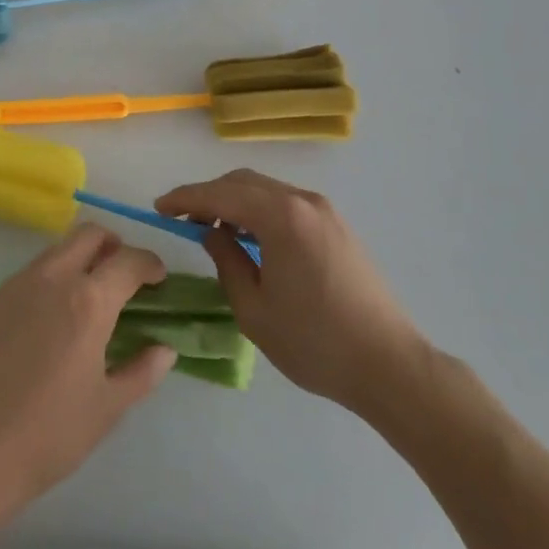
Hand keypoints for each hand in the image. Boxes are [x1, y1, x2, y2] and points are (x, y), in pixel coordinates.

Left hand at [0, 223, 177, 515]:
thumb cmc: (49, 433)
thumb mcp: (107, 407)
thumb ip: (141, 372)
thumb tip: (165, 349)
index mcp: (88, 301)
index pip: (128, 261)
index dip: (149, 264)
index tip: (158, 278)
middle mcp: (52, 278)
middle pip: (88, 235)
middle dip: (113, 245)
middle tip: (123, 275)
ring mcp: (17, 285)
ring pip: (57, 250)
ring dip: (80, 259)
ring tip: (89, 299)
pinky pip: (30, 274)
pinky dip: (51, 280)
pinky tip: (51, 320)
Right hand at [156, 170, 432, 423]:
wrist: (390, 366)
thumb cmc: (314, 342)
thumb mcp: (253, 309)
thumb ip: (226, 261)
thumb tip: (211, 234)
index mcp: (280, 217)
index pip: (220, 195)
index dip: (185, 199)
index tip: (158, 208)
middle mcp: (303, 201)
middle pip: (243, 182)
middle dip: (208, 195)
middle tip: (181, 219)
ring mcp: (324, 211)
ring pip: (266, 189)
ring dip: (234, 202)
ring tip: (212, 230)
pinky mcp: (337, 226)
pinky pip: (286, 204)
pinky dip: (259, 211)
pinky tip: (249, 238)